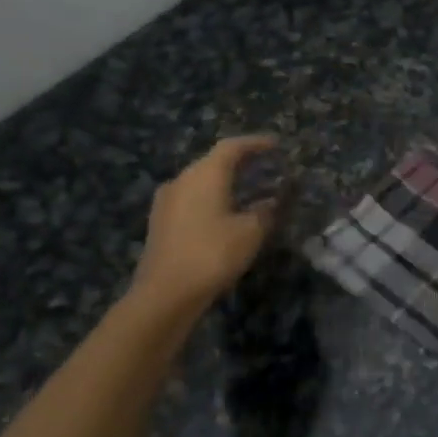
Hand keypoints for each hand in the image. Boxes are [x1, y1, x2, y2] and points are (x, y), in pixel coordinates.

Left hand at [130, 136, 277, 312]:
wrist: (165, 293)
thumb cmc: (213, 254)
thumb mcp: (251, 232)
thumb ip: (266, 210)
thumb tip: (274, 200)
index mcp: (205, 174)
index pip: (232, 147)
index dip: (256, 143)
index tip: (276, 145)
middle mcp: (183, 179)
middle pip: (214, 161)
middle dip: (241, 162)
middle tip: (266, 166)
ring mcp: (167, 200)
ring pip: (201, 180)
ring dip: (226, 181)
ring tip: (248, 189)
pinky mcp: (161, 221)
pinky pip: (192, 198)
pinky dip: (212, 197)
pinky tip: (225, 213)